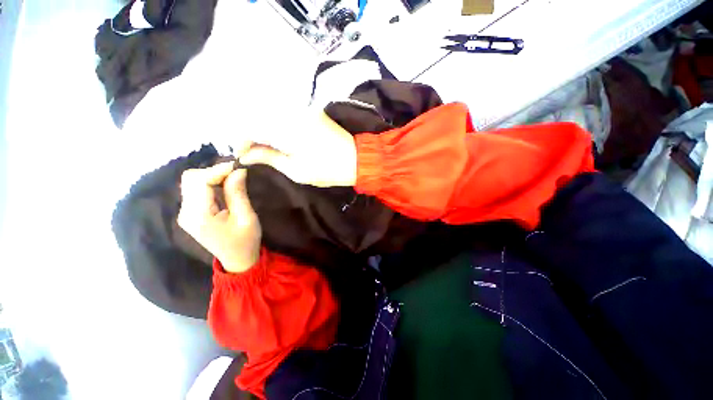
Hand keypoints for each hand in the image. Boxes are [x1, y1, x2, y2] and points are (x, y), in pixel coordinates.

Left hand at [177, 162, 260, 273]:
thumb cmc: (246, 241)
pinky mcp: (190, 212)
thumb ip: (238, 193)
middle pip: (190, 178)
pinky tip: (224, 185)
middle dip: (213, 171)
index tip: (238, 166)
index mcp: (199, 216)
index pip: (199, 181)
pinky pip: (195, 189)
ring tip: (232, 178)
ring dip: (211, 175)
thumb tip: (238, 170)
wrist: (237, 260)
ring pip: (191, 181)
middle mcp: (185, 212)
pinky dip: (209, 182)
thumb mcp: (246, 217)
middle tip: (236, 173)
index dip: (218, 170)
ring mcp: (185, 213)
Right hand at [239, 111, 357, 186]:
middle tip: (253, 153)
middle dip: (251, 135)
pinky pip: (286, 114)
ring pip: (272, 114)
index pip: (251, 126)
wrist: (358, 160)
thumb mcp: (296, 170)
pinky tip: (278, 139)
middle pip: (259, 116)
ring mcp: (303, 109)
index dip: (242, 141)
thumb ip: (269, 158)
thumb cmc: (328, 170)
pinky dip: (277, 125)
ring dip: (264, 130)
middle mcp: (292, 112)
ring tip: (265, 148)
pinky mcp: (312, 112)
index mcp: (287, 129)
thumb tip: (246, 156)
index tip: (242, 155)